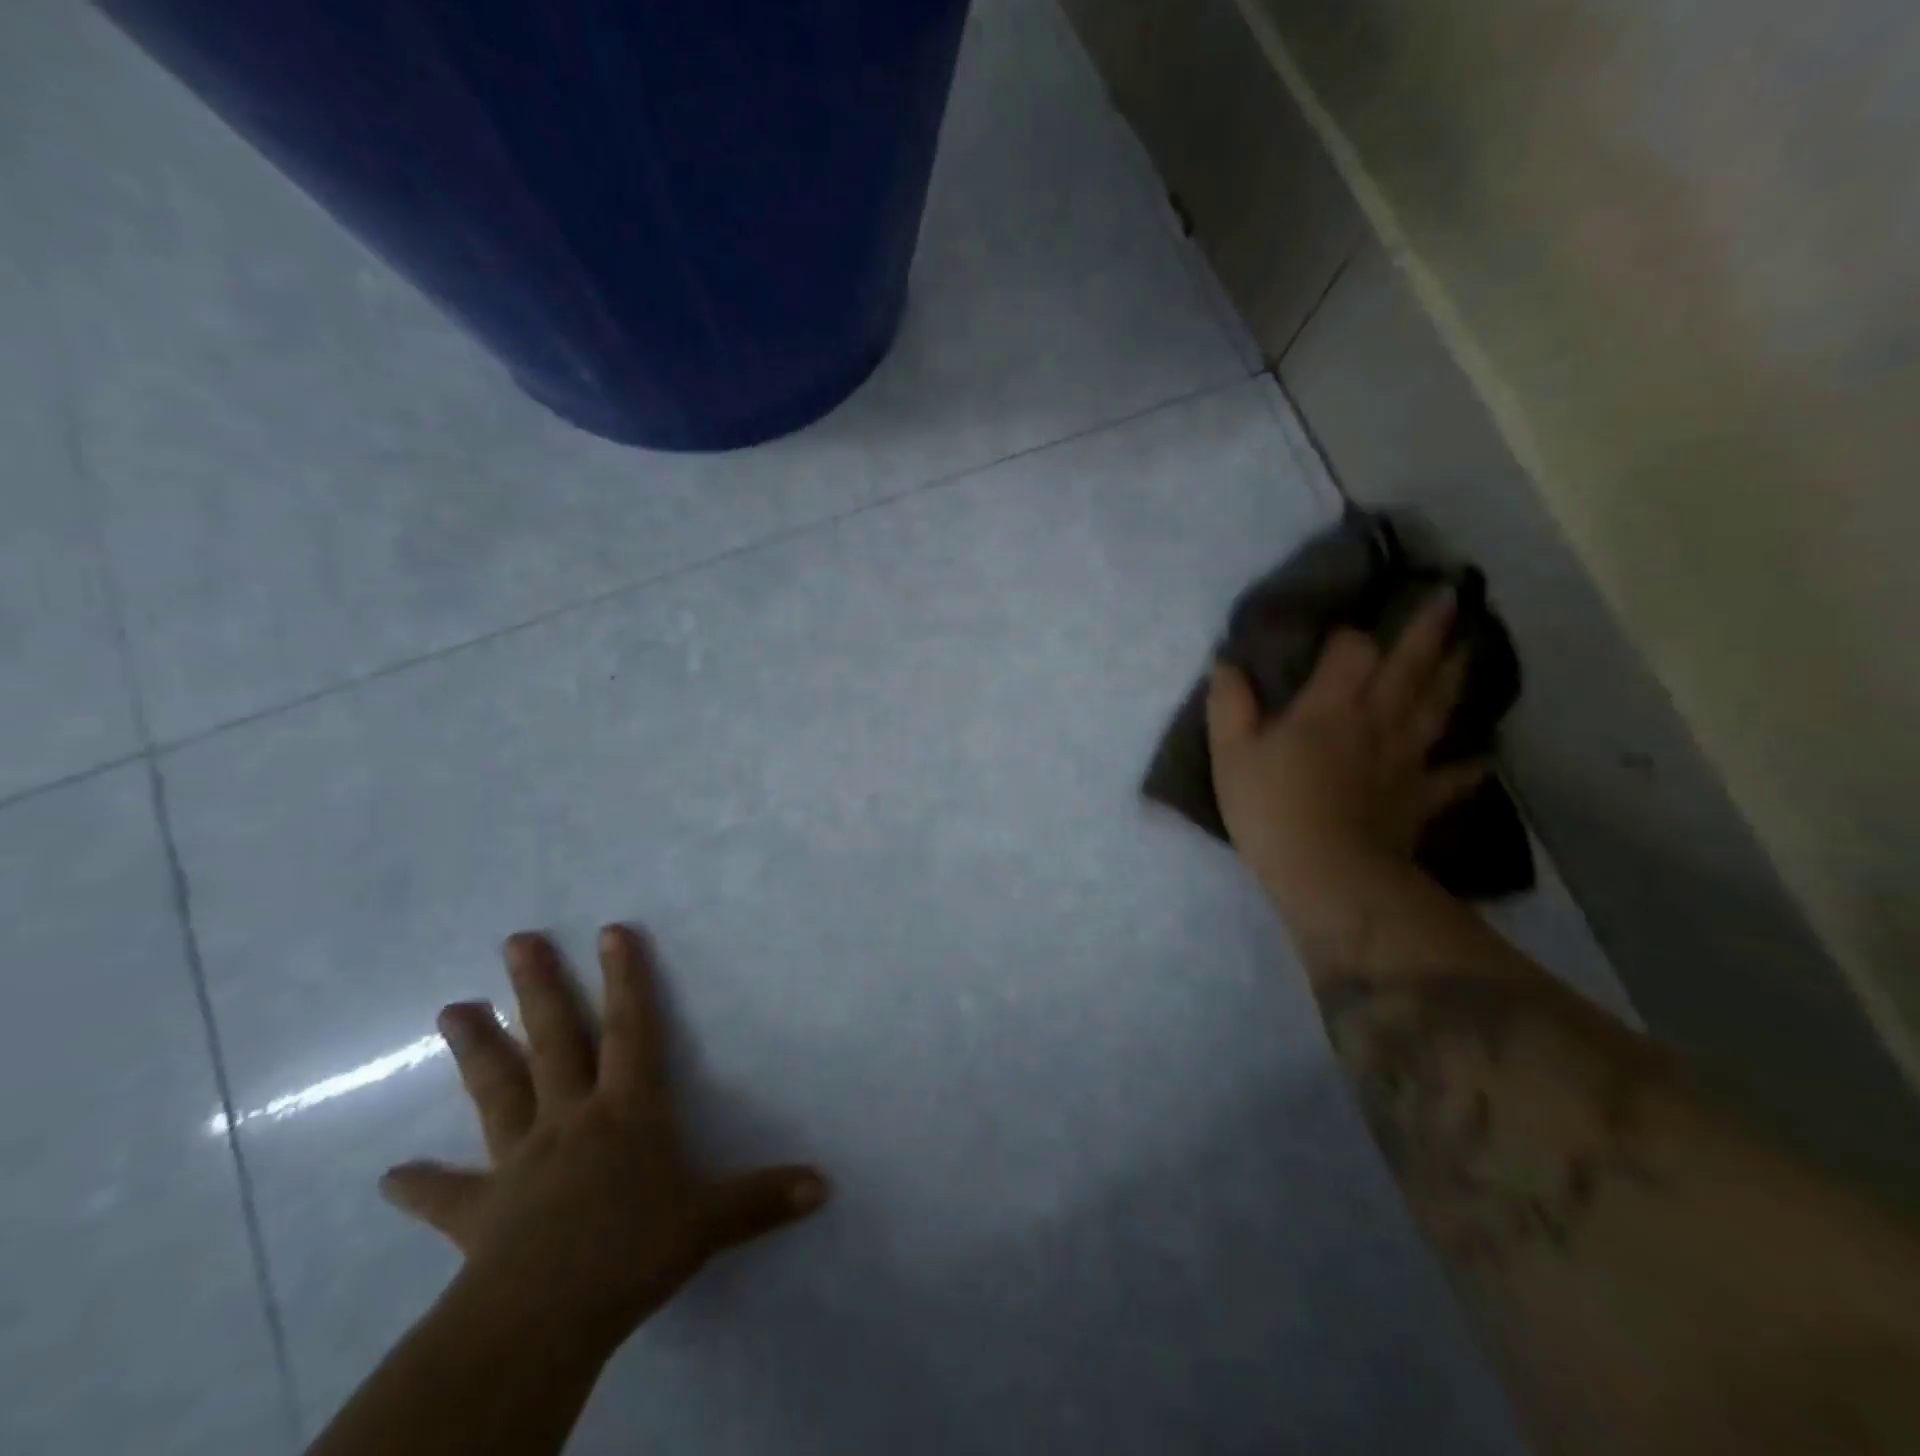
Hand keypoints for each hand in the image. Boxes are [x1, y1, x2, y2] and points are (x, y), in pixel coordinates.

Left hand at [380, 925, 828, 1356]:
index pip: (632, 1029)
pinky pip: (446, 1196)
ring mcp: (520, 1160)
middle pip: (555, 1040)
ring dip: (477, 1049)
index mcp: (626, 1110)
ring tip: (450, 1008)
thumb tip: (826, 1186)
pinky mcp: (479, 1212)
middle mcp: (571, 1119)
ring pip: (498, 1091)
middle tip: (516, 941)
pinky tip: (389, 1179)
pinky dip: (419, 1186)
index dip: (626, 978)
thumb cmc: (632, 1252)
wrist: (541, 1320)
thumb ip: (764, 1199)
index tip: (611, 930)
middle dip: (539, 987)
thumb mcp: (710, 1223)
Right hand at [1206, 588, 1487, 901]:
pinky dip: (1469, 768)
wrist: (1327, 874)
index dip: (1349, 635)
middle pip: (1409, 667)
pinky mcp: (1417, 799)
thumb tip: (1226, 663)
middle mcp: (1376, 721)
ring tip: (1471, 650)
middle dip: (1429, 630)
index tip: (1345, 628)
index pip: (1351, 651)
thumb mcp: (1231, 754)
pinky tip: (1483, 758)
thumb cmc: (1272, 808)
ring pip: (1436, 709)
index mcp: (1331, 706)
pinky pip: (1450, 779)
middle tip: (1453, 596)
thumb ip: (1229, 704)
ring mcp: (1404, 760)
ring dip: (1455, 677)